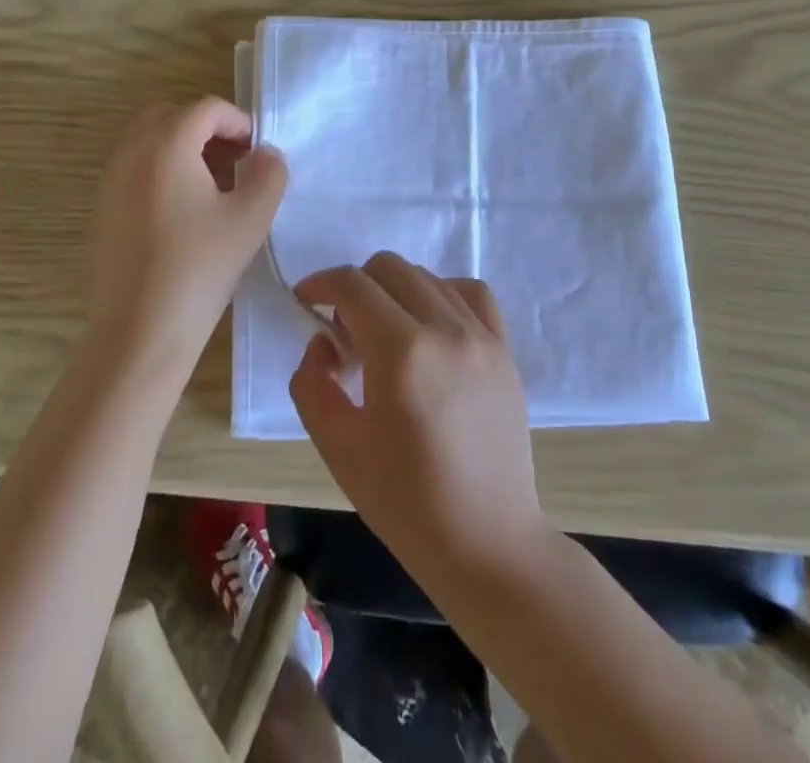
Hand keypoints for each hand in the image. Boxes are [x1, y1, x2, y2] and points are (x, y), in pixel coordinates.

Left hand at [87, 99, 286, 378]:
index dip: (239, 122)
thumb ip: (269, 173)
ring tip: (216, 189)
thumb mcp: (251, 217)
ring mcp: (112, 180)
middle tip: (236, 163)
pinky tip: (187, 212)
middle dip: (208, 131)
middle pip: (172, 116)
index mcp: (166, 145)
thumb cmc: (200, 268)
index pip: (206, 109)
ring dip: (186, 150)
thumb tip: (265, 155)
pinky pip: (137, 167)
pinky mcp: (104, 208)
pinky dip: (164, 170)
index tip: (258, 153)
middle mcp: (131, 152)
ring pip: (151, 141)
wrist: (139, 331)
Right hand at [289, 253, 548, 578]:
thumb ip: (313, 383)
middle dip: (355, 286)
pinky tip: (431, 324)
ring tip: (386, 333)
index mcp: (401, 352)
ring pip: (427, 276)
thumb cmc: (405, 502)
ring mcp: (481, 335)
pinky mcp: (504, 349)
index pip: (352, 285)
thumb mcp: (338, 448)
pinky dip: (442, 293)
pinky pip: (470, 293)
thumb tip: (323, 343)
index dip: (320, 283)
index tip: (305, 301)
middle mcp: (444, 328)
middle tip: (344, 330)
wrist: (486, 542)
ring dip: (394, 290)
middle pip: (388, 267)